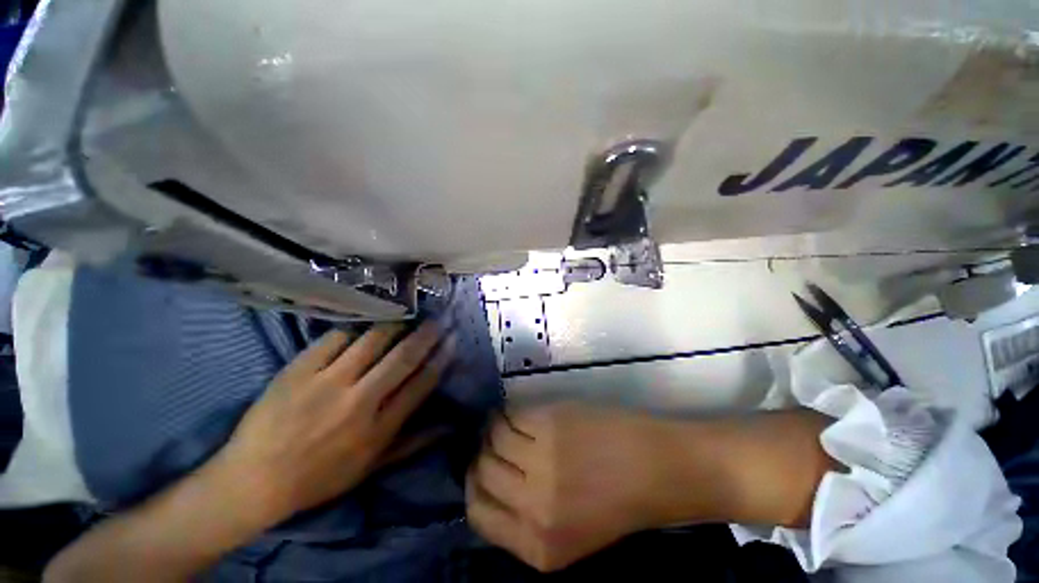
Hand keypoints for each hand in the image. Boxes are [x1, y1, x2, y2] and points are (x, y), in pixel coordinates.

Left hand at [209, 321, 455, 524]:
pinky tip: (360, 330)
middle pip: (402, 358)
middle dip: (426, 336)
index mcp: (378, 428)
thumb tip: (449, 427)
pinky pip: (335, 339)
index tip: (452, 341)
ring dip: (394, 326)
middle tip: (438, 320)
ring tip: (404, 318)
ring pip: (372, 341)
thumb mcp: (370, 468)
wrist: (254, 480)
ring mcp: (327, 383)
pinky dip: (353, 330)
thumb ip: (412, 444)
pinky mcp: (299, 371)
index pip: (421, 384)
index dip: (440, 359)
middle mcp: (359, 402)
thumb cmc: (318, 478)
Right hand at [466, 403, 676, 571]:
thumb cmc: (617, 502)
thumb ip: (524, 520)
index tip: (481, 468)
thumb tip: (489, 484)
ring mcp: (541, 462)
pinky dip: (509, 412)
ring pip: (493, 438)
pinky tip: (522, 413)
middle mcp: (533, 507)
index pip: (477, 514)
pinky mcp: (550, 425)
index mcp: (537, 547)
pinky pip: (511, 415)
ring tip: (508, 423)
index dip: (474, 486)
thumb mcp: (567, 535)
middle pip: (481, 471)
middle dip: (482, 454)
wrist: (657, 469)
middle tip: (493, 442)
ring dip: (495, 428)